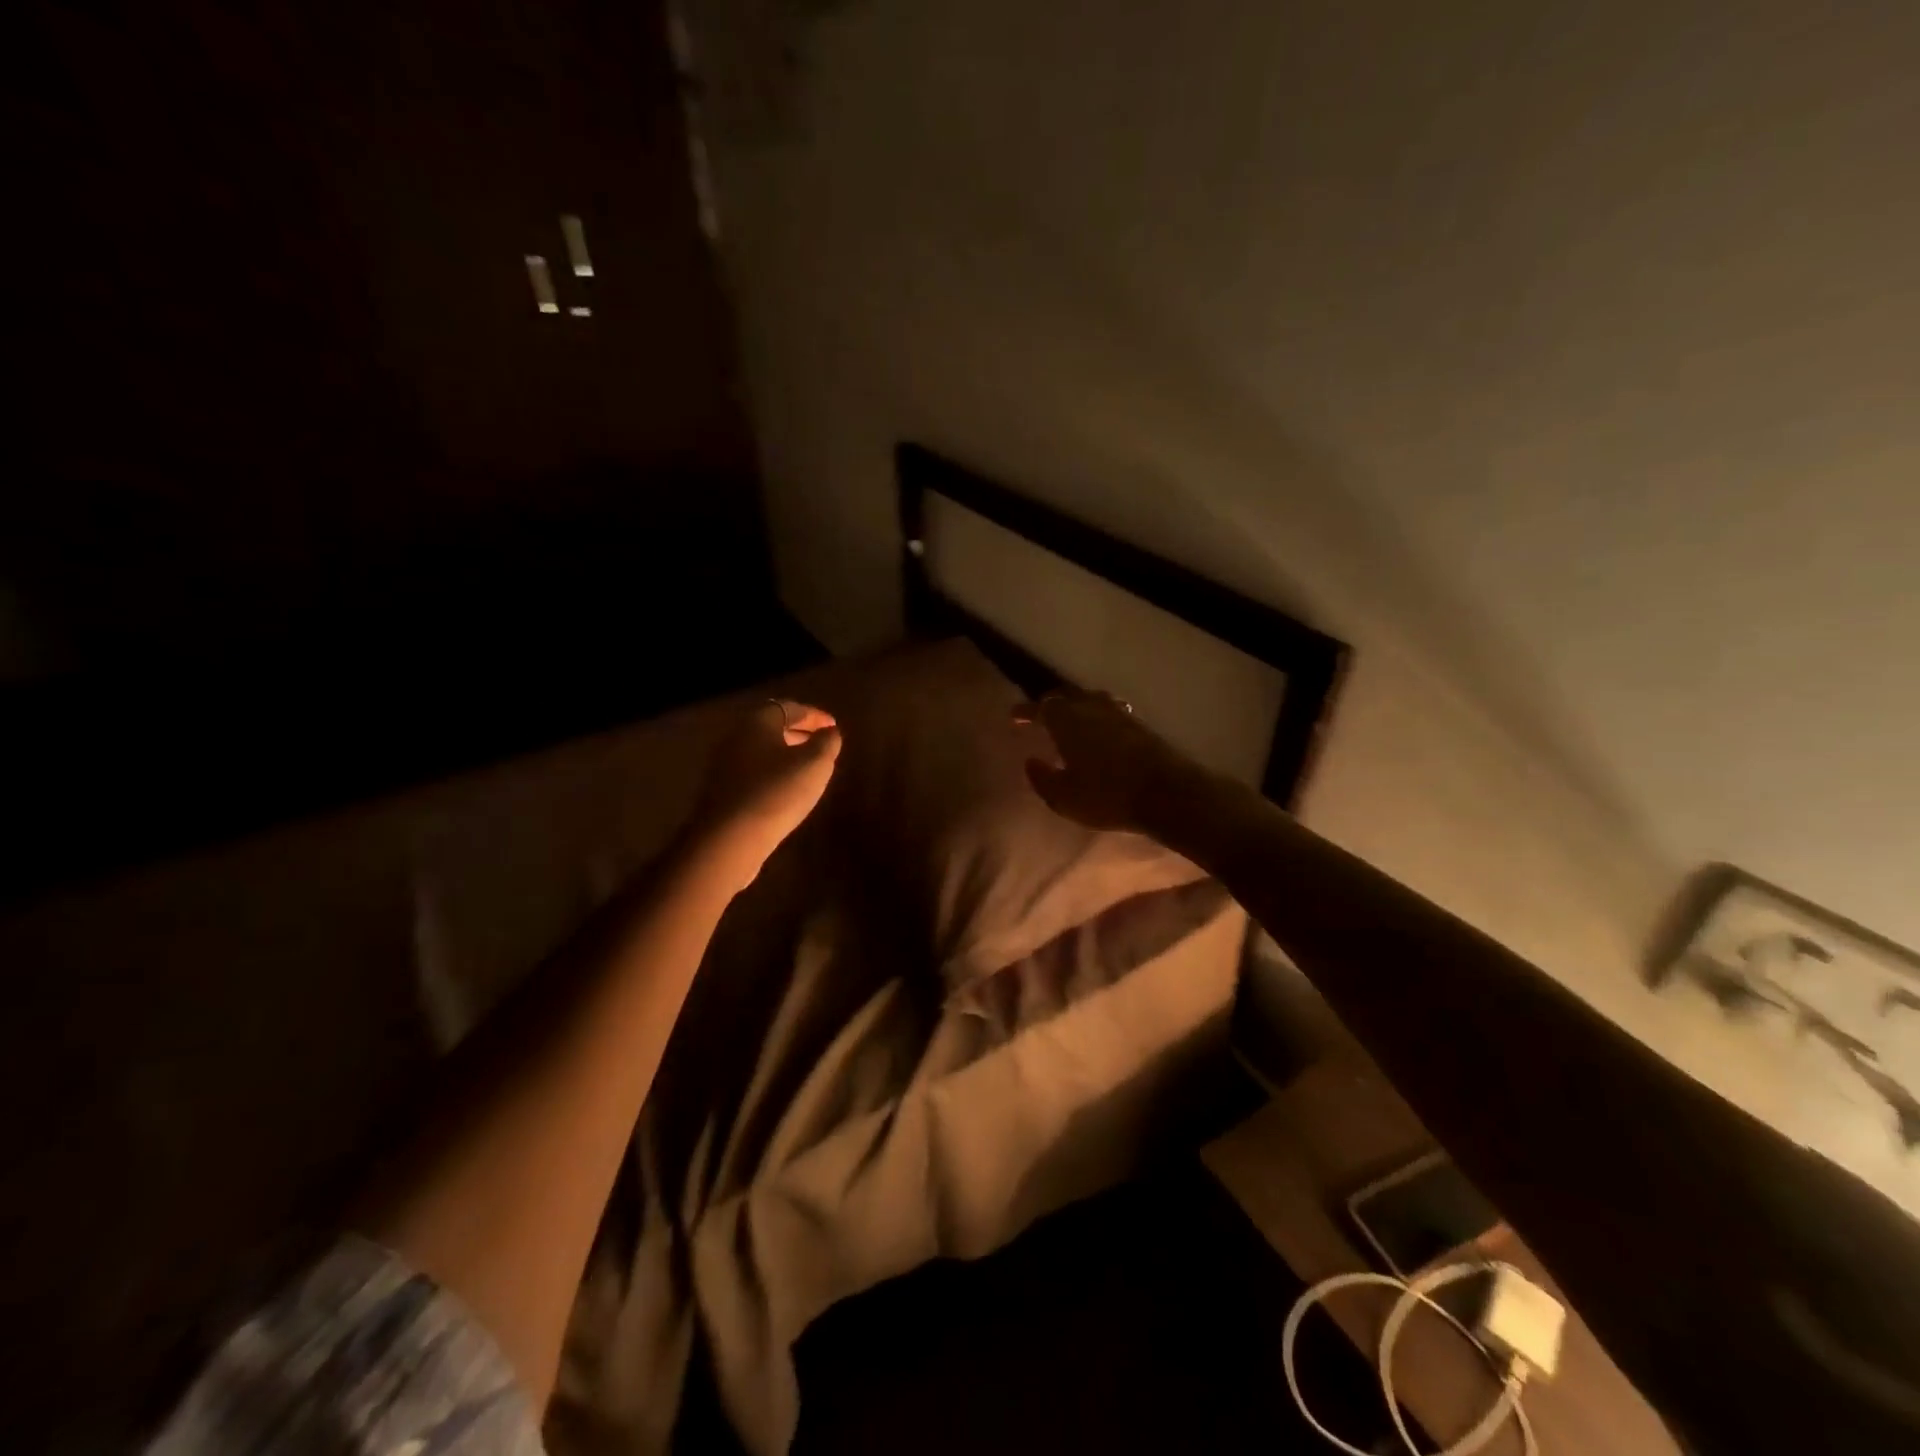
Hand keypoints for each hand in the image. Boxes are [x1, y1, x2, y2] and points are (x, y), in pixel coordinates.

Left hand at [691, 699, 841, 891]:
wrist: (729, 840)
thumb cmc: (776, 792)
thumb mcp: (814, 764)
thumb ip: (827, 742)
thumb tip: (829, 732)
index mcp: (757, 723)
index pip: (789, 708)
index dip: (814, 715)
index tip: (833, 725)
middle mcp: (736, 738)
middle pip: (771, 727)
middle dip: (798, 731)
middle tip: (821, 741)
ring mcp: (725, 766)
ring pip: (761, 750)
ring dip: (785, 753)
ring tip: (807, 766)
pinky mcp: (722, 792)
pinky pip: (753, 772)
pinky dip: (772, 772)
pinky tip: (786, 789)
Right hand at [1013, 687, 1206, 834]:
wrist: (1166, 793)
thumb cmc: (1106, 795)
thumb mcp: (1063, 797)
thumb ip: (1042, 778)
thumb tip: (1030, 761)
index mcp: (1067, 720)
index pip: (1041, 707)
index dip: (1025, 711)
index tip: (1014, 716)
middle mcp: (1092, 708)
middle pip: (1066, 697)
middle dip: (1051, 705)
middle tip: (1040, 716)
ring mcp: (1119, 713)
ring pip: (1091, 700)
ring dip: (1077, 707)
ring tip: (1071, 719)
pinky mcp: (1140, 725)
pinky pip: (1110, 711)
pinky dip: (1098, 716)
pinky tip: (1100, 729)